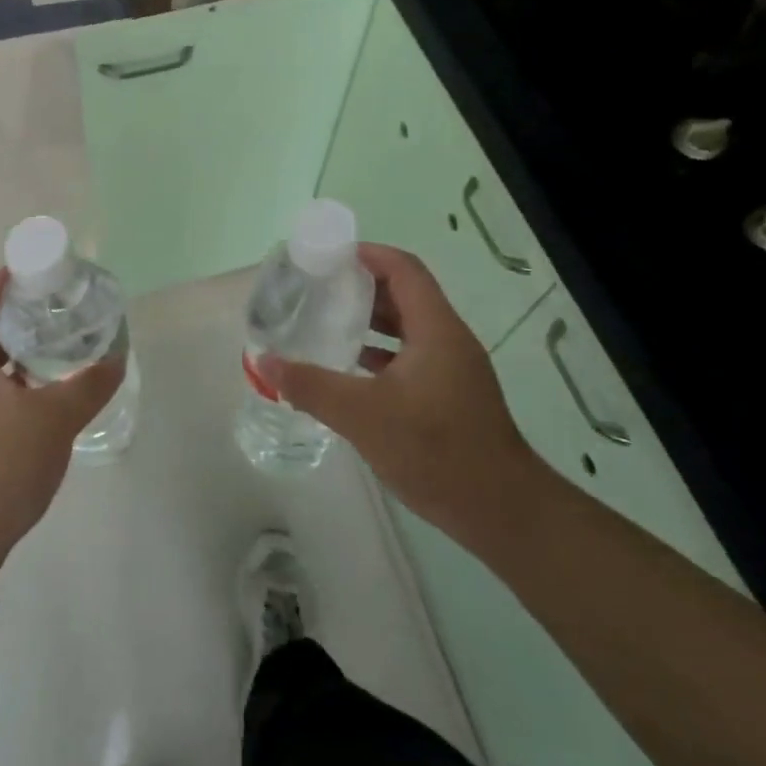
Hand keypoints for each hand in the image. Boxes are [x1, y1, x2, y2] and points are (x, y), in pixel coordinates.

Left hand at [0, 271, 124, 580]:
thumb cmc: (1, 466)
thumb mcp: (54, 421)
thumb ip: (88, 385)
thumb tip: (116, 358)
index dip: (3, 280)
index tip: (35, 271)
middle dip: (14, 316)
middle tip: (54, 310)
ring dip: (9, 352)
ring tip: (50, 350)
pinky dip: (1, 381)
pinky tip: (31, 397)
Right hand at [262, 243, 550, 552]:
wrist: (501, 511)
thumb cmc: (436, 450)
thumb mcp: (364, 416)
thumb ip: (312, 386)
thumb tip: (264, 362)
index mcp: (436, 329)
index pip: (403, 269)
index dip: (367, 254)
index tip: (326, 257)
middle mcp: (447, 339)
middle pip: (402, 294)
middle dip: (359, 286)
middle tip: (314, 288)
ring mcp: (451, 368)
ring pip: (405, 328)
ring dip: (367, 320)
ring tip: (323, 321)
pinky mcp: (448, 394)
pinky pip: (408, 356)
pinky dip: (377, 353)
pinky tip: (346, 369)